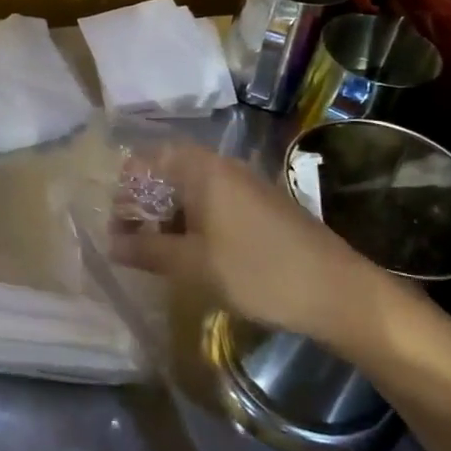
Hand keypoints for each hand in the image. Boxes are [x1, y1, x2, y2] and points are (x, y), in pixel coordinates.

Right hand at [110, 145, 387, 350]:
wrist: (339, 292)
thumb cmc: (258, 271)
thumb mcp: (193, 265)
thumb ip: (147, 249)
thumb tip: (110, 243)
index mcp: (202, 169)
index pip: (148, 158)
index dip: (126, 186)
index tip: (115, 220)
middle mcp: (223, 167)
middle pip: (169, 173)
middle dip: (146, 204)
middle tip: (131, 240)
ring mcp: (246, 185)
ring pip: (193, 190)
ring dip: (170, 216)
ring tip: (159, 252)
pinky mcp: (262, 206)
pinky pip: (216, 203)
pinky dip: (196, 222)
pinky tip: (195, 255)